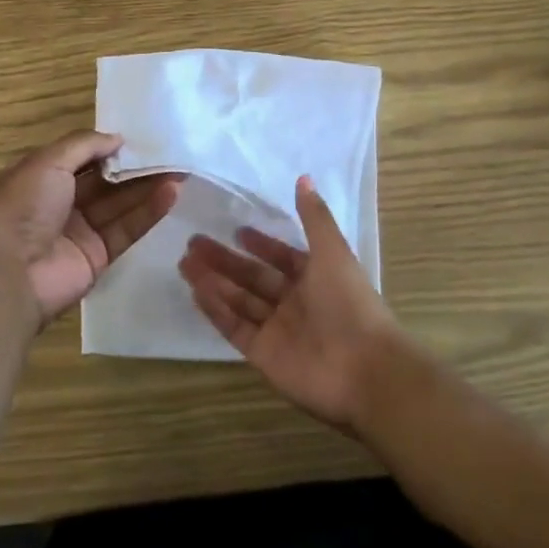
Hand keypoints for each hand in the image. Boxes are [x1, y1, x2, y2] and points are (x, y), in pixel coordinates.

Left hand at [0, 131, 180, 326]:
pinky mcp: (98, 256)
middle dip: (135, 167)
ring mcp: (80, 230)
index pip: (80, 157)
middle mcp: (60, 202)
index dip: (107, 147)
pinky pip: (126, 229)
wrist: (10, 274)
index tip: (139, 138)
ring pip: (119, 204)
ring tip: (180, 170)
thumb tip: (117, 138)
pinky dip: (148, 212)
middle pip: (105, 180)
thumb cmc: (22, 207)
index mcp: (40, 176)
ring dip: (148, 187)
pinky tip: (171, 194)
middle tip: (170, 153)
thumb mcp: (47, 162)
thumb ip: (84, 145)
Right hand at [179, 176, 405, 432]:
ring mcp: (277, 330)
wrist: (364, 370)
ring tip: (184, 263)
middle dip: (225, 260)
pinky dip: (216, 310)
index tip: (236, 230)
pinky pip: (235, 327)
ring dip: (214, 281)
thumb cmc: (350, 304)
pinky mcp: (263, 354)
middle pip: (253, 277)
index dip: (261, 244)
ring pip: (239, 300)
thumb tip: (303, 177)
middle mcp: (295, 303)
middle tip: (193, 242)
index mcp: (316, 278)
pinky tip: (196, 291)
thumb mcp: (333, 252)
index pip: (282, 257)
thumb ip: (314, 217)